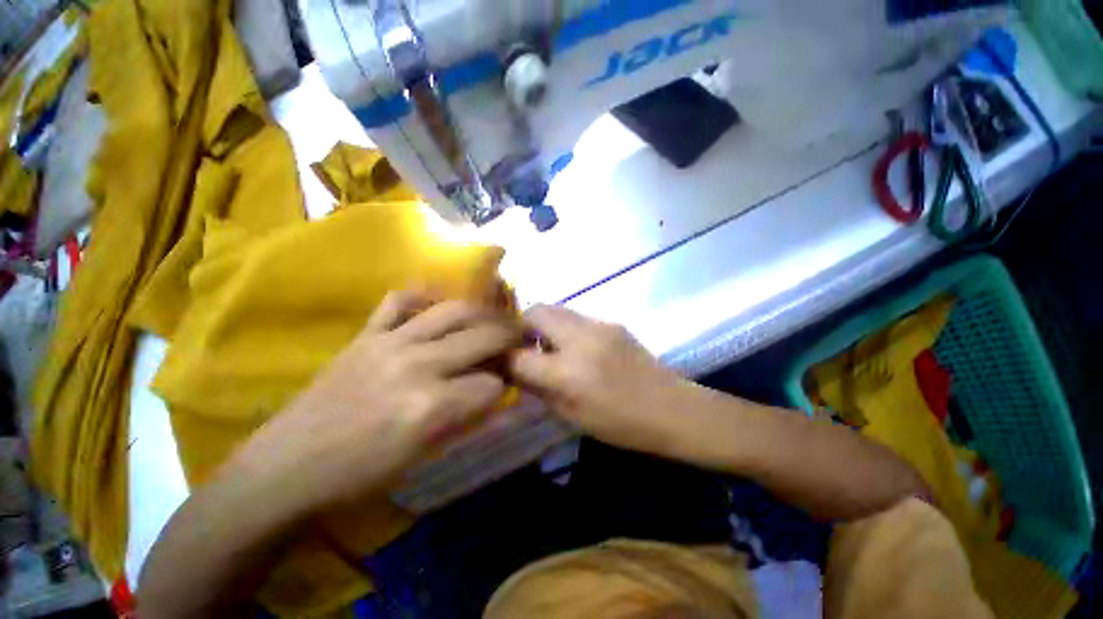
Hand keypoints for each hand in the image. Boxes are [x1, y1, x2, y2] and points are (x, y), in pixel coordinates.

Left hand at [231, 291, 520, 513]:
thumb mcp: (424, 456)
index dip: (505, 385)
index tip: (508, 384)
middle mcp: (417, 364)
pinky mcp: (365, 334)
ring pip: (454, 310)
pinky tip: (438, 304)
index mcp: (432, 406)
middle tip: (518, 339)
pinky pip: (400, 300)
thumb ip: (466, 418)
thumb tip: (496, 393)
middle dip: (509, 337)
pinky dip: (424, 296)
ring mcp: (389, 342)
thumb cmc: (358, 477)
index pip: (493, 383)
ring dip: (483, 313)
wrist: (285, 470)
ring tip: (493, 318)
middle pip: (483, 336)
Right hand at [509, 305, 696, 455]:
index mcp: (569, 373)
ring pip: (556, 309)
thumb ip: (538, 389)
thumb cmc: (621, 424)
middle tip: (521, 344)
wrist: (672, 408)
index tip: (498, 359)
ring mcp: (599, 325)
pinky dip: (564, 327)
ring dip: (543, 324)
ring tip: (546, 345)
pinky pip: (576, 317)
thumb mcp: (572, 416)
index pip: (518, 356)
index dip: (503, 357)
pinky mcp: (612, 322)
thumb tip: (514, 371)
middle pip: (535, 312)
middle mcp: (580, 340)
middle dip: (520, 325)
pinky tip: (573, 346)